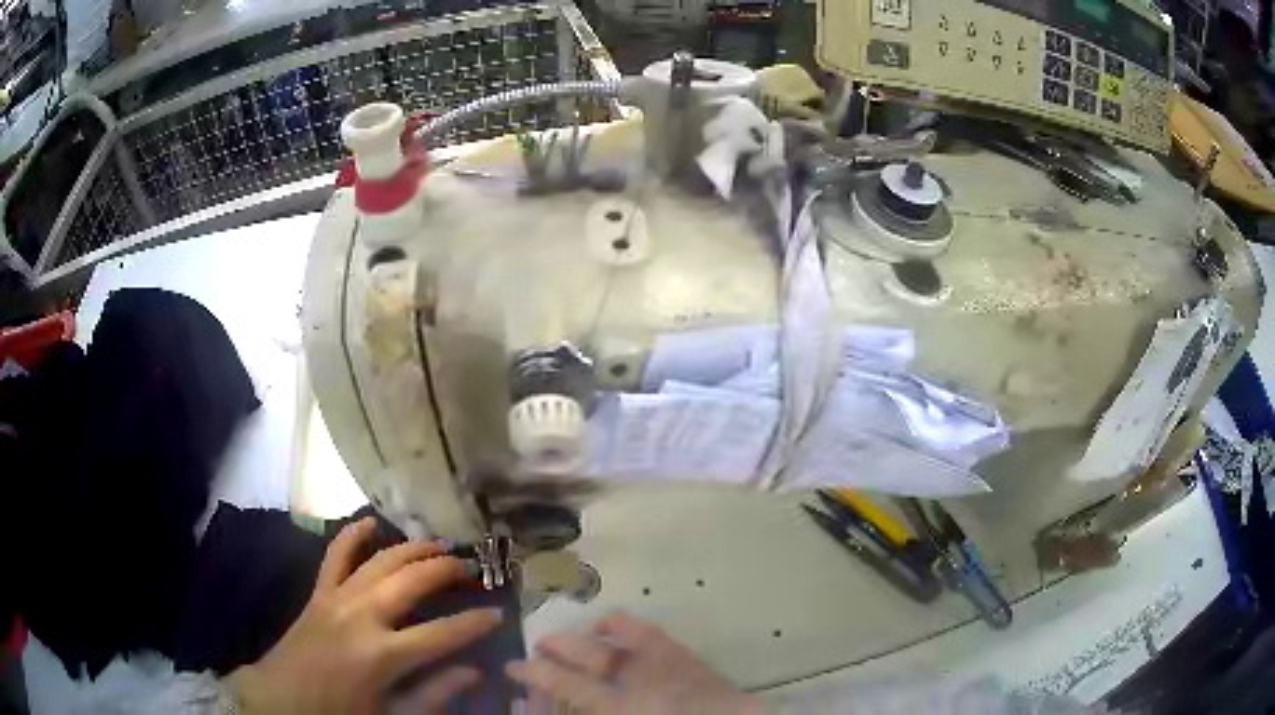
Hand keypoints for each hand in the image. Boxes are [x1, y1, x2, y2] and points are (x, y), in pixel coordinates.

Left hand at [226, 517, 501, 713]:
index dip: (475, 622)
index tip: (499, 613)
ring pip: (380, 561)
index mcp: (383, 655)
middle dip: (447, 570)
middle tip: (473, 568)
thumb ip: (434, 694)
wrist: (282, 700)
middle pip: (412, 581)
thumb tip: (474, 671)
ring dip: (412, 548)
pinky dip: (352, 536)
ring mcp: (337, 599)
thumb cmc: (341, 713)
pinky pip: (335, 556)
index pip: (442, 633)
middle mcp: (362, 617)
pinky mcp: (318, 593)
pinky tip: (370, 522)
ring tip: (439, 544)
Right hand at [507, 612, 763, 714]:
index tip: (512, 666)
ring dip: (590, 633)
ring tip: (575, 633)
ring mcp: (662, 661)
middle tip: (537, 645)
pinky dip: (624, 626)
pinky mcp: (682, 654)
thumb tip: (562, 702)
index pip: (566, 685)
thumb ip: (590, 708)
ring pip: (616, 637)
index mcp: (621, 704)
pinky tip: (613, 626)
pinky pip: (647, 631)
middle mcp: (637, 678)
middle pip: (586, 656)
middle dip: (557, 647)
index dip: (535, 674)